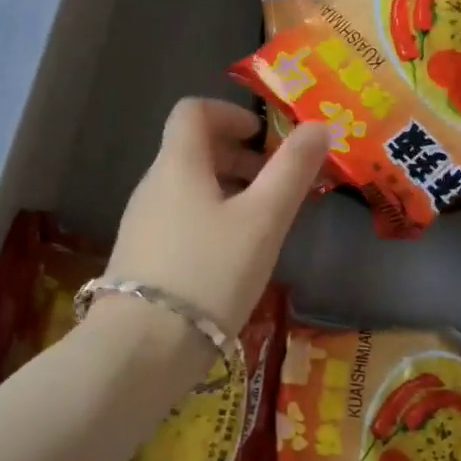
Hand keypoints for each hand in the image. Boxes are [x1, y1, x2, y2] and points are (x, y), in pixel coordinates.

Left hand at [106, 98, 332, 333]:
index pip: (193, 110)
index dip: (230, 113)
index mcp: (177, 163)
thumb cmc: (209, 272)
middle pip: (193, 148)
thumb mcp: (263, 220)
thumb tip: (320, 125)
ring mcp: (142, 222)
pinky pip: (180, 217)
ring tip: (263, 223)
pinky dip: (211, 218)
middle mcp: (153, 184)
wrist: (140, 351)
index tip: (264, 137)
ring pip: (188, 186)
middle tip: (276, 183)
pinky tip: (233, 256)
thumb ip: (293, 170)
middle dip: (238, 155)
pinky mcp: (141, 257)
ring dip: (228, 189)